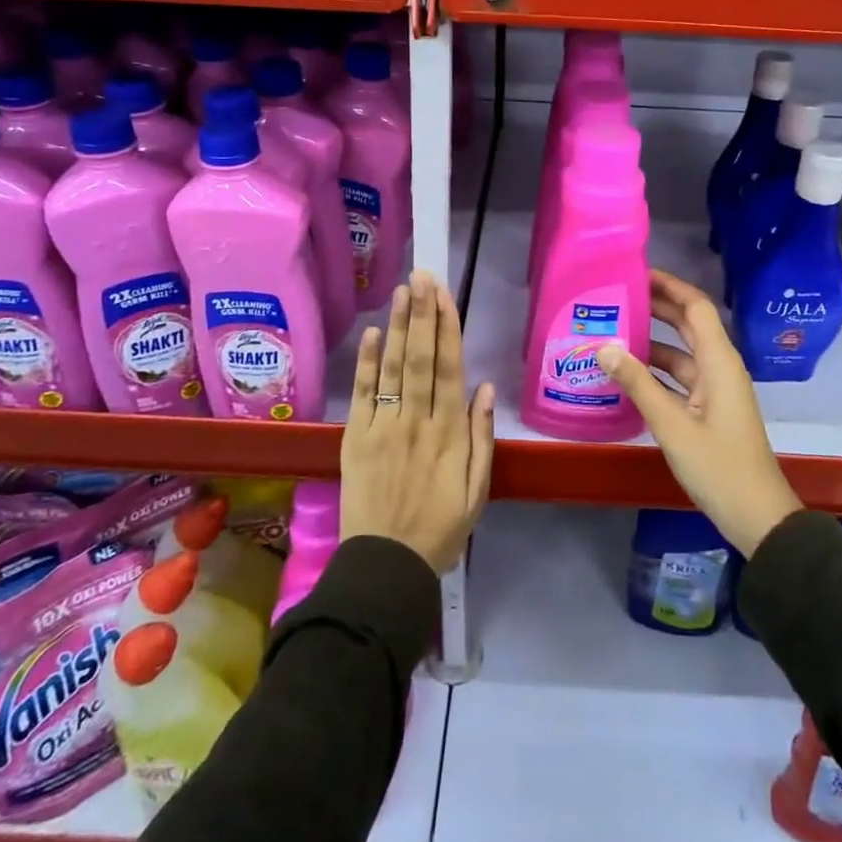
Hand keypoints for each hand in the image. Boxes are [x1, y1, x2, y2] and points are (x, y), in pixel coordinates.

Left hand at [340, 270, 495, 573]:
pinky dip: (367, 362)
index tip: (445, 295)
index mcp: (450, 432)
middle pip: (420, 358)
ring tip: (401, 291)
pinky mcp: (356, 438)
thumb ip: (482, 437)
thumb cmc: (440, 528)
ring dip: (398, 326)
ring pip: (393, 368)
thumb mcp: (478, 490)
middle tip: (422, 276)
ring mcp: (384, 427)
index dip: (447, 328)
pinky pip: (363, 394)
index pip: (449, 368)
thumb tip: (485, 388)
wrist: (387, 565)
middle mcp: (418, 421)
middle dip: (423, 314)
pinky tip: (371, 333)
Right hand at [597, 270, 801, 556]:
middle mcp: (720, 367)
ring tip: (613, 329)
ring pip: (681, 352)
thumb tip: (604, 348)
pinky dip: (656, 370)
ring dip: (652, 340)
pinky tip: (626, 372)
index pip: (696, 307)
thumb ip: (638, 384)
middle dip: (657, 306)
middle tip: (617, 295)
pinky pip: (679, 377)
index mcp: (720, 362)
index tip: (637, 273)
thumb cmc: (719, 467)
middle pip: (689, 324)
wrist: (756, 516)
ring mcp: (715, 389)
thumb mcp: (673, 425)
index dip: (670, 286)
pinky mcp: (708, 409)